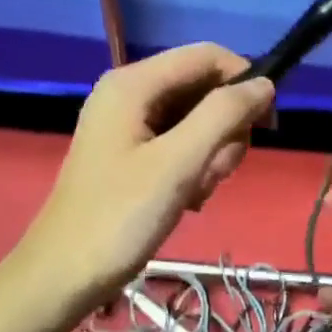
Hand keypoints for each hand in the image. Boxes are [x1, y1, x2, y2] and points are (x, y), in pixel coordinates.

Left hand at [16, 43, 273, 314]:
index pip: (207, 57)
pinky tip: (187, 200)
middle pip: (204, 89)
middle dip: (224, 130)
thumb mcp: (179, 163)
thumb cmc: (120, 216)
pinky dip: (194, 169)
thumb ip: (223, 115)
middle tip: (216, 172)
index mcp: (133, 83)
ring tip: (197, 192)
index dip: (244, 82)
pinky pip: (180, 145)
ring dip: (211, 156)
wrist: (64, 274)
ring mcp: (129, 125)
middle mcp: (130, 94)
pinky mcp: (131, 154)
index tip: (267, 126)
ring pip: (197, 121)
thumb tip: (266, 84)